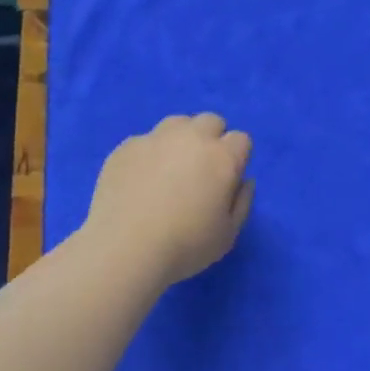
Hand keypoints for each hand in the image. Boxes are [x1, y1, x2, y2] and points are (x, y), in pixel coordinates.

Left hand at [85, 114, 254, 285]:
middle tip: (201, 171)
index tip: (226, 179)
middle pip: (210, 121)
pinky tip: (140, 182)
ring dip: (181, 139)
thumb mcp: (228, 234)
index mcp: (222, 157)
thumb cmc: (185, 246)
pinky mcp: (126, 147)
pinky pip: (145, 141)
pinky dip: (149, 154)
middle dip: (211, 139)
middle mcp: (191, 138)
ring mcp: (155, 139)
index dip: (237, 158)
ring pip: (177, 123)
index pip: (241, 139)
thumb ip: (242, 202)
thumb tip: (245, 181)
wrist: (125, 249)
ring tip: (169, 170)